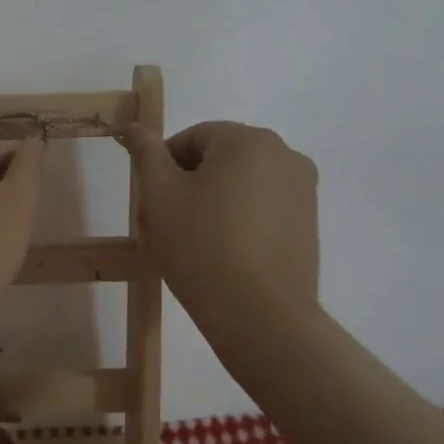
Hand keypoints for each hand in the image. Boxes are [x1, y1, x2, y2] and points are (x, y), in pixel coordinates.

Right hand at [124, 121, 319, 340]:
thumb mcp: (161, 195)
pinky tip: (221, 254)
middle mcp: (284, 155)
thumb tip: (134, 126)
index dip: (163, 166)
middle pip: (219, 159)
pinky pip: (262, 208)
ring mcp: (302, 190)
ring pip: (240, 185)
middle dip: (186, 185)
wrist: (261, 317)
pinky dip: (238, 220)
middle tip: (163, 224)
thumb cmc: (203, 246)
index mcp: (249, 140)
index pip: (193, 138)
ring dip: (211, 203)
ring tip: (190, 243)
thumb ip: (146, 153)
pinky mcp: (309, 223)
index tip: (150, 202)